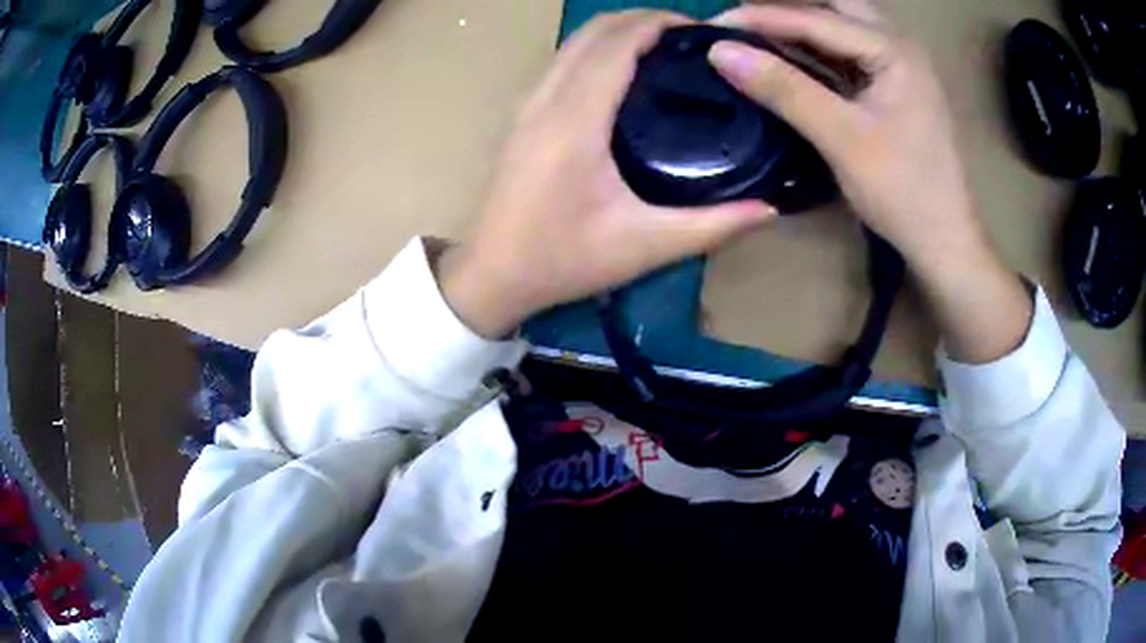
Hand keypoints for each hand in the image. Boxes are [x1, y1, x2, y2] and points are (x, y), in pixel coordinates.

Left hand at [439, 11, 775, 338]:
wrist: (491, 275)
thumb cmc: (561, 261)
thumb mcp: (643, 247)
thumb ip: (711, 226)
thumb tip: (769, 209)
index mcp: (575, 120)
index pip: (618, 43)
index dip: (660, 23)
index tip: (704, 31)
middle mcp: (546, 98)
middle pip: (593, 30)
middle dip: (643, 19)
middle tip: (692, 39)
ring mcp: (528, 104)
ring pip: (574, 42)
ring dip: (619, 30)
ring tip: (665, 48)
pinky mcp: (522, 115)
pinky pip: (563, 61)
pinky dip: (597, 49)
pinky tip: (626, 72)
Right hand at [708, 3, 980, 267]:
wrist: (944, 242)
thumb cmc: (903, 192)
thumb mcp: (841, 138)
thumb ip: (784, 89)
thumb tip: (720, 51)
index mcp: (894, 50)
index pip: (817, 19)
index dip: (762, 17)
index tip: (714, 24)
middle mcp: (898, 46)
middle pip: (835, 7)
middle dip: (789, 9)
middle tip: (744, 20)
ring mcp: (898, 66)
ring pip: (841, 27)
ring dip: (801, 26)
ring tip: (756, 31)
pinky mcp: (893, 88)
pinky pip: (847, 53)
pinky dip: (815, 51)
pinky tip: (789, 57)